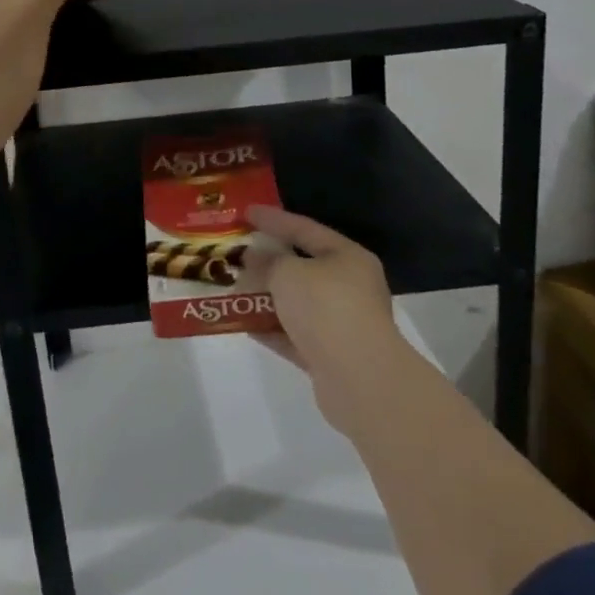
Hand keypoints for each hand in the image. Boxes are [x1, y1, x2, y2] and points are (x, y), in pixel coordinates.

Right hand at [241, 207, 405, 433]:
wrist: (360, 380)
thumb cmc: (326, 308)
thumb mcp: (288, 273)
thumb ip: (267, 262)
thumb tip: (253, 258)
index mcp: (348, 258)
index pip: (305, 228)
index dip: (273, 219)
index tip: (245, 213)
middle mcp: (350, 288)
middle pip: (302, 268)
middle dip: (268, 262)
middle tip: (237, 254)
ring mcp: (342, 325)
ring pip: (297, 304)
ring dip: (267, 298)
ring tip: (234, 289)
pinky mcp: (331, 358)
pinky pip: (294, 335)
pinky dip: (271, 329)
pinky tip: (243, 324)